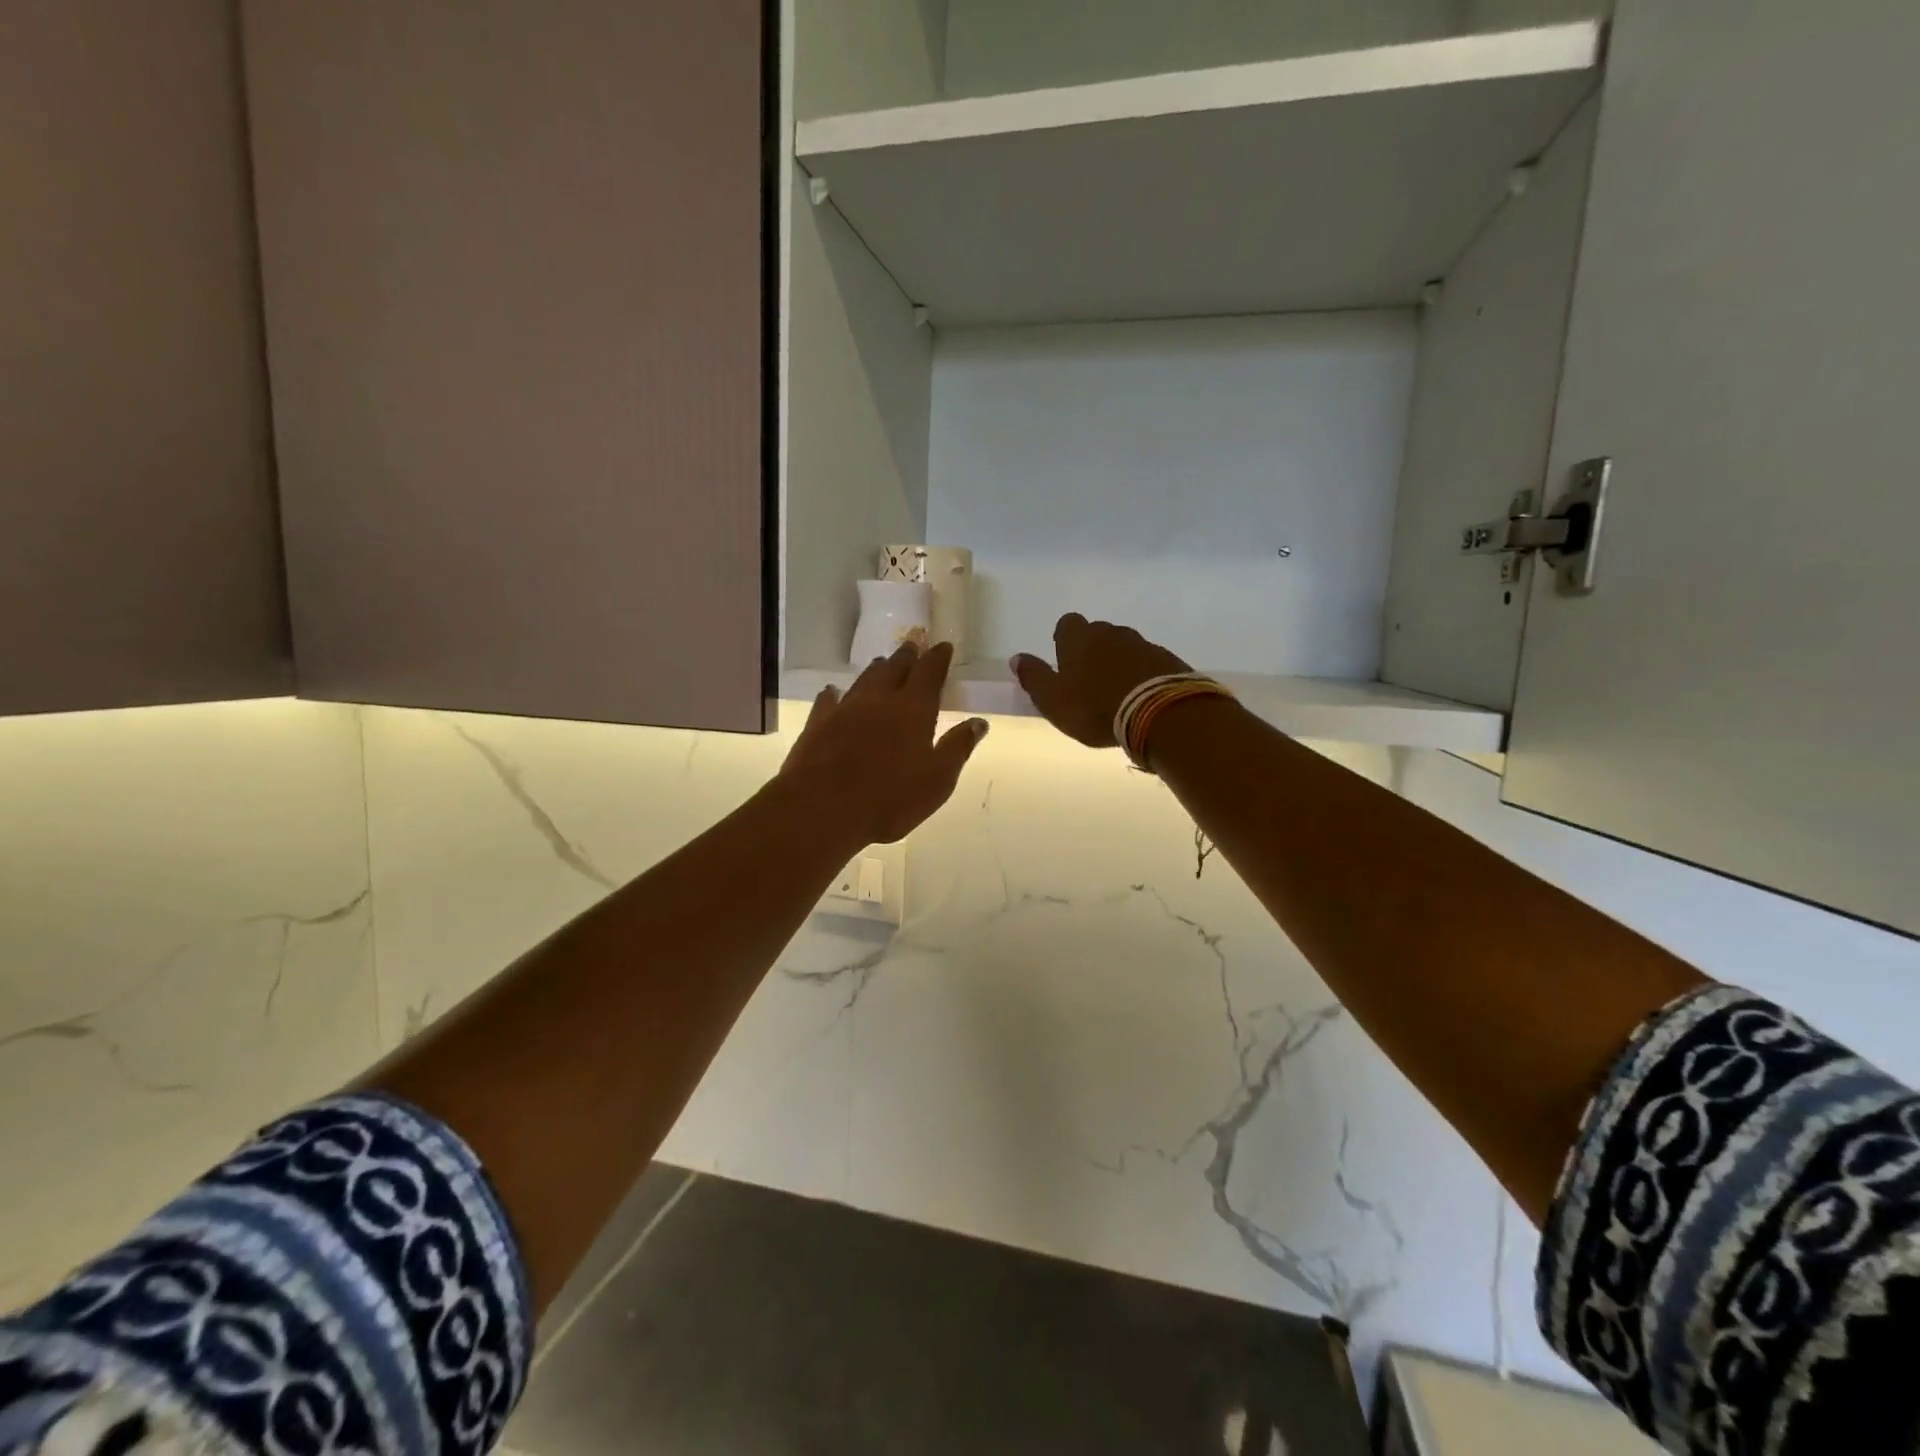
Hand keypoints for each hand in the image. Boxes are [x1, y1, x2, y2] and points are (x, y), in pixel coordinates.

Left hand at [777, 641, 988, 846]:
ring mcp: (845, 709)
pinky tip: (832, 691)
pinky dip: (833, 693)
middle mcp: (879, 700)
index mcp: (913, 709)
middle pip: (895, 669)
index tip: (944, 646)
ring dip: (876, 670)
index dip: (938, 658)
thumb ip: (958, 747)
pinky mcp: (818, 724)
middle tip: (912, 647)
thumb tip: (979, 722)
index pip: (929, 673)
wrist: (823, 807)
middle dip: (906, 657)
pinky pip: (828, 700)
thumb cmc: (890, 798)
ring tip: (882, 663)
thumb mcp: (938, 780)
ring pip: (864, 680)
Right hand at [1010, 614, 1190, 747]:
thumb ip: (1034, 678)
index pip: (1067, 624)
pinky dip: (1142, 672)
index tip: (1063, 657)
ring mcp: (1143, 644)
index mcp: (1079, 639)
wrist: (1159, 713)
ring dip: (1119, 661)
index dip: (1064, 638)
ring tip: (1116, 689)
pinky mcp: (1168, 660)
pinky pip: (1149, 661)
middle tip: (1089, 677)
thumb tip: (1017, 658)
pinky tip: (1141, 694)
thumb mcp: (1053, 700)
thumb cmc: (1095, 708)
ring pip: (1125, 646)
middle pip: (1098, 633)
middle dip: (1092, 649)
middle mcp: (1111, 633)